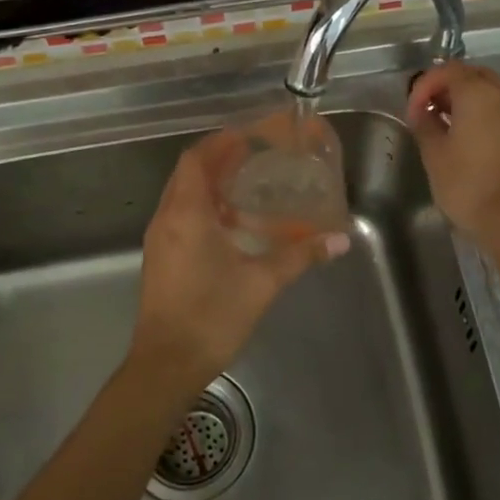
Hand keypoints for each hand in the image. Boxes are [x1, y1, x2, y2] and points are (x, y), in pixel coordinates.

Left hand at [127, 129, 349, 396]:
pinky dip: (204, 209)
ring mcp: (160, 240)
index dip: (221, 142)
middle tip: (254, 156)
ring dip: (211, 185)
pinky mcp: (161, 259)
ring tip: (248, 185)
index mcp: (186, 214)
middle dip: (218, 160)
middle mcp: (166, 218)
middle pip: (188, 173)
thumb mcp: (262, 282)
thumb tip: (340, 240)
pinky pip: (181, 217)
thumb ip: (301, 256)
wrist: (167, 364)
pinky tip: (233, 226)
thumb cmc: (212, 316)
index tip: (249, 136)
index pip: (197, 159)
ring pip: (182, 196)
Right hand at [407, 62, 499, 246]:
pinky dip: (478, 110)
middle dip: (445, 85)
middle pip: (471, 74)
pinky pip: (497, 107)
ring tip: (441, 121)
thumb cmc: (466, 183)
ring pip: (487, 89)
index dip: (424, 86)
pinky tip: (462, 134)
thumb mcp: (434, 153)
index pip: (447, 71)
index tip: (412, 110)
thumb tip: (421, 111)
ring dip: (463, 97)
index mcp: (478, 94)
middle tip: (426, 107)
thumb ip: (425, 123)